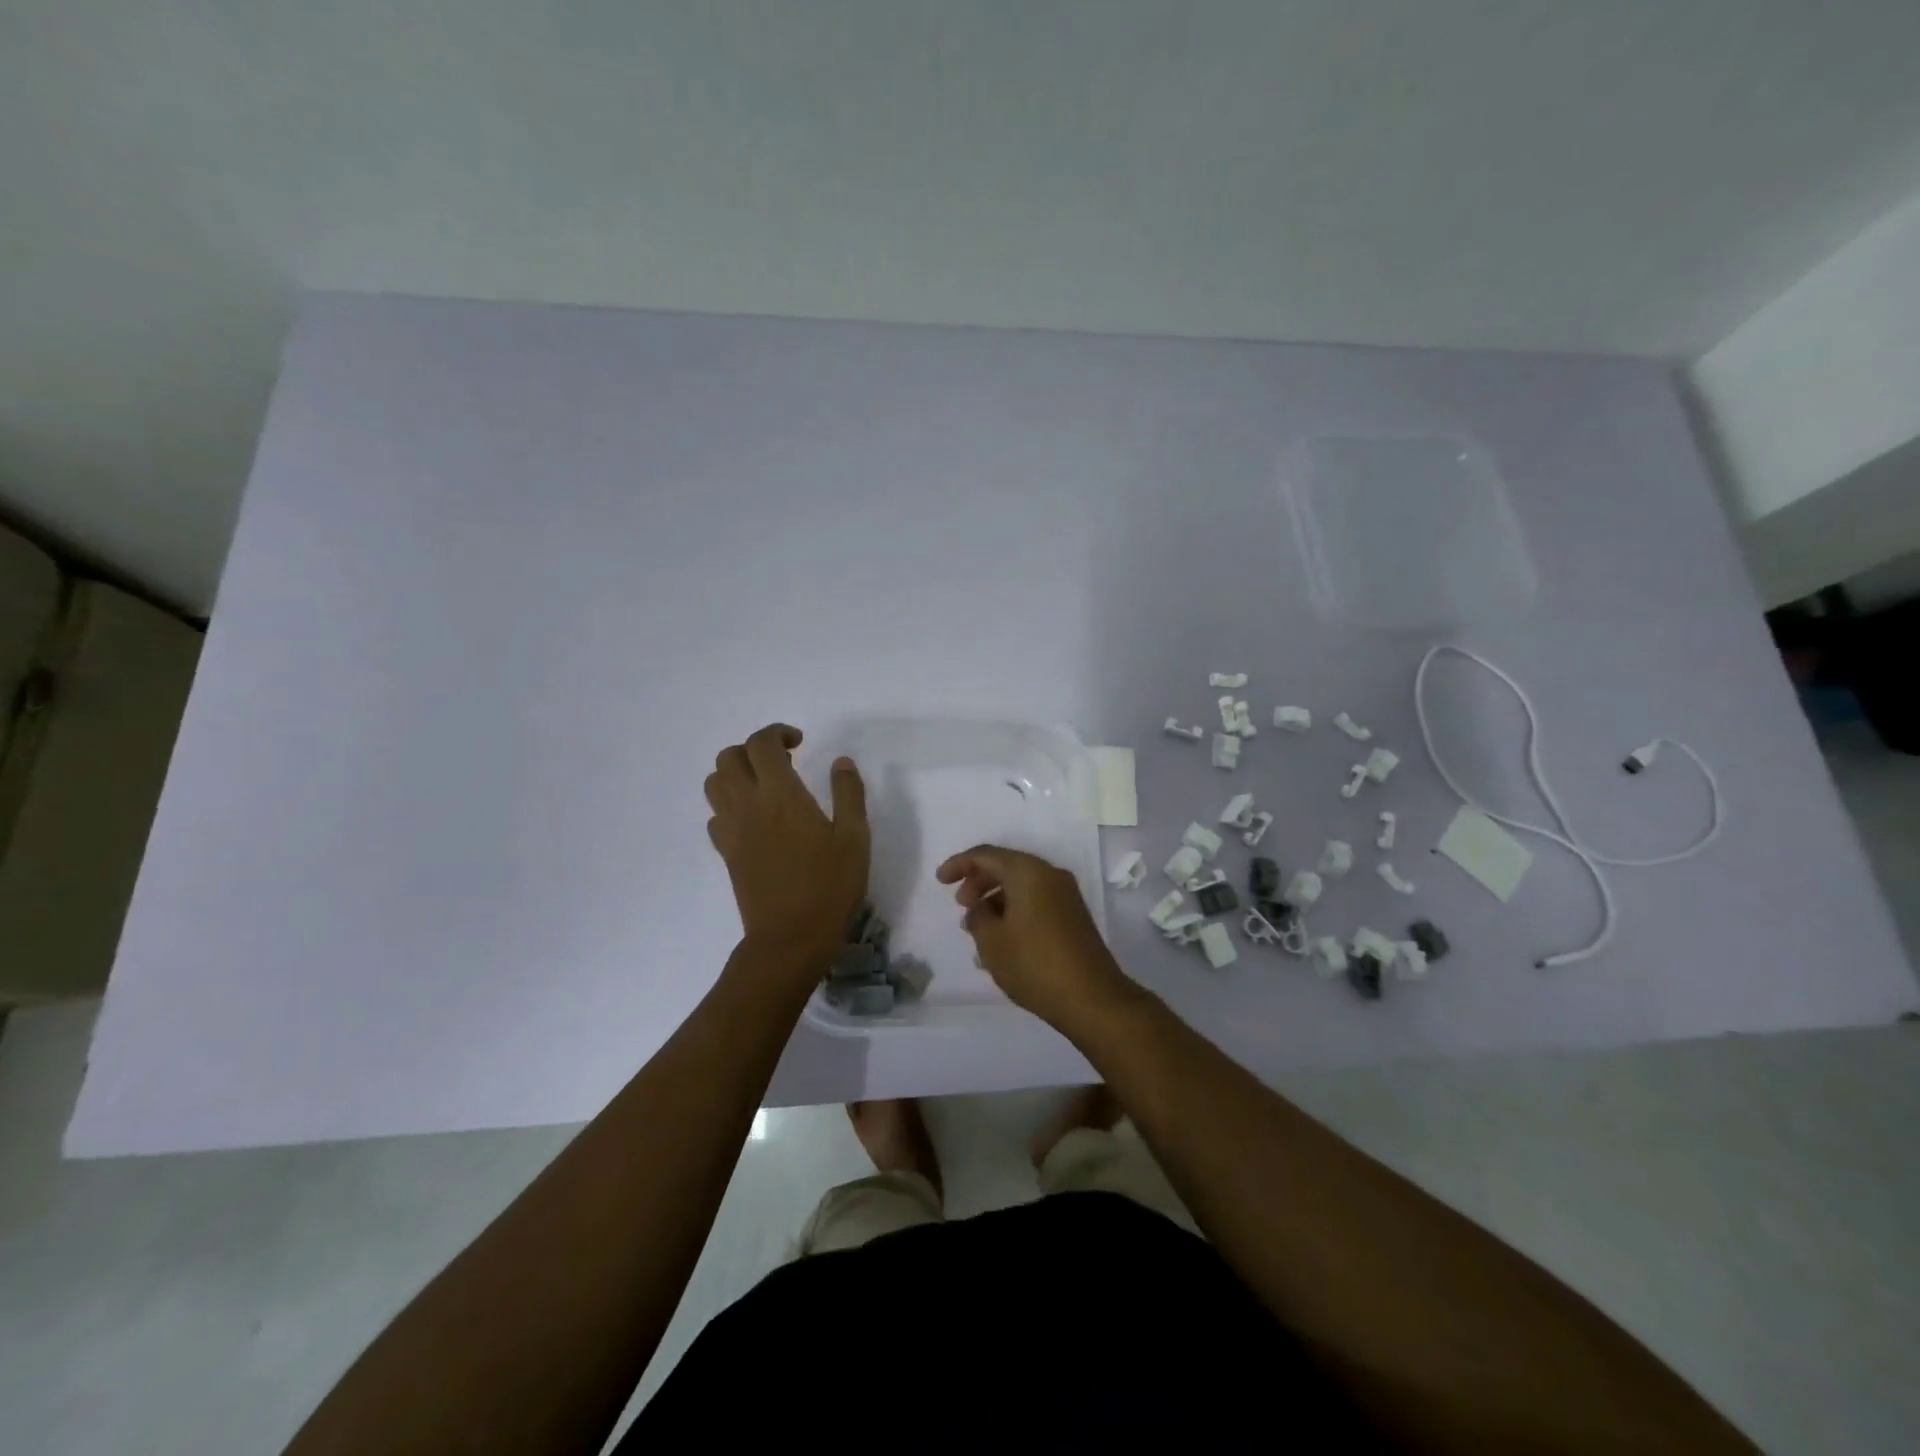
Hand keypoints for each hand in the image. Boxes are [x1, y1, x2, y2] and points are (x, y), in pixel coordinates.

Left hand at [705, 724, 869, 968]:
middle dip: (752, 749)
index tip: (799, 743)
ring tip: (765, 786)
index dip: (777, 733)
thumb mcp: (854, 838)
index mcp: (780, 795)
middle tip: (782, 761)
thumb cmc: (829, 886)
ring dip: (735, 773)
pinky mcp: (726, 853)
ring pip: (714, 783)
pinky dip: (729, 805)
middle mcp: (747, 805)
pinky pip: (715, 815)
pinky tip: (755, 819)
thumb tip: (841, 762)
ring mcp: (731, 830)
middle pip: (728, 757)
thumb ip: (849, 794)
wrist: (789, 938)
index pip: (761, 744)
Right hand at [935, 845, 1133, 1028]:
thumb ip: (977, 917)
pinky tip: (1002, 938)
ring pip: (1022, 884)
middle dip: (978, 881)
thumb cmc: (1034, 964)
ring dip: (996, 898)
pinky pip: (1036, 900)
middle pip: (1006, 866)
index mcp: (1028, 872)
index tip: (940, 881)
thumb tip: (980, 909)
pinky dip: (1014, 909)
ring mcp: (1066, 895)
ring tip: (978, 927)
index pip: (986, 855)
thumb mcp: (992, 941)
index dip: (959, 864)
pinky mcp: (1073, 916)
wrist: (1092, 997)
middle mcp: (1050, 874)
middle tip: (961, 906)